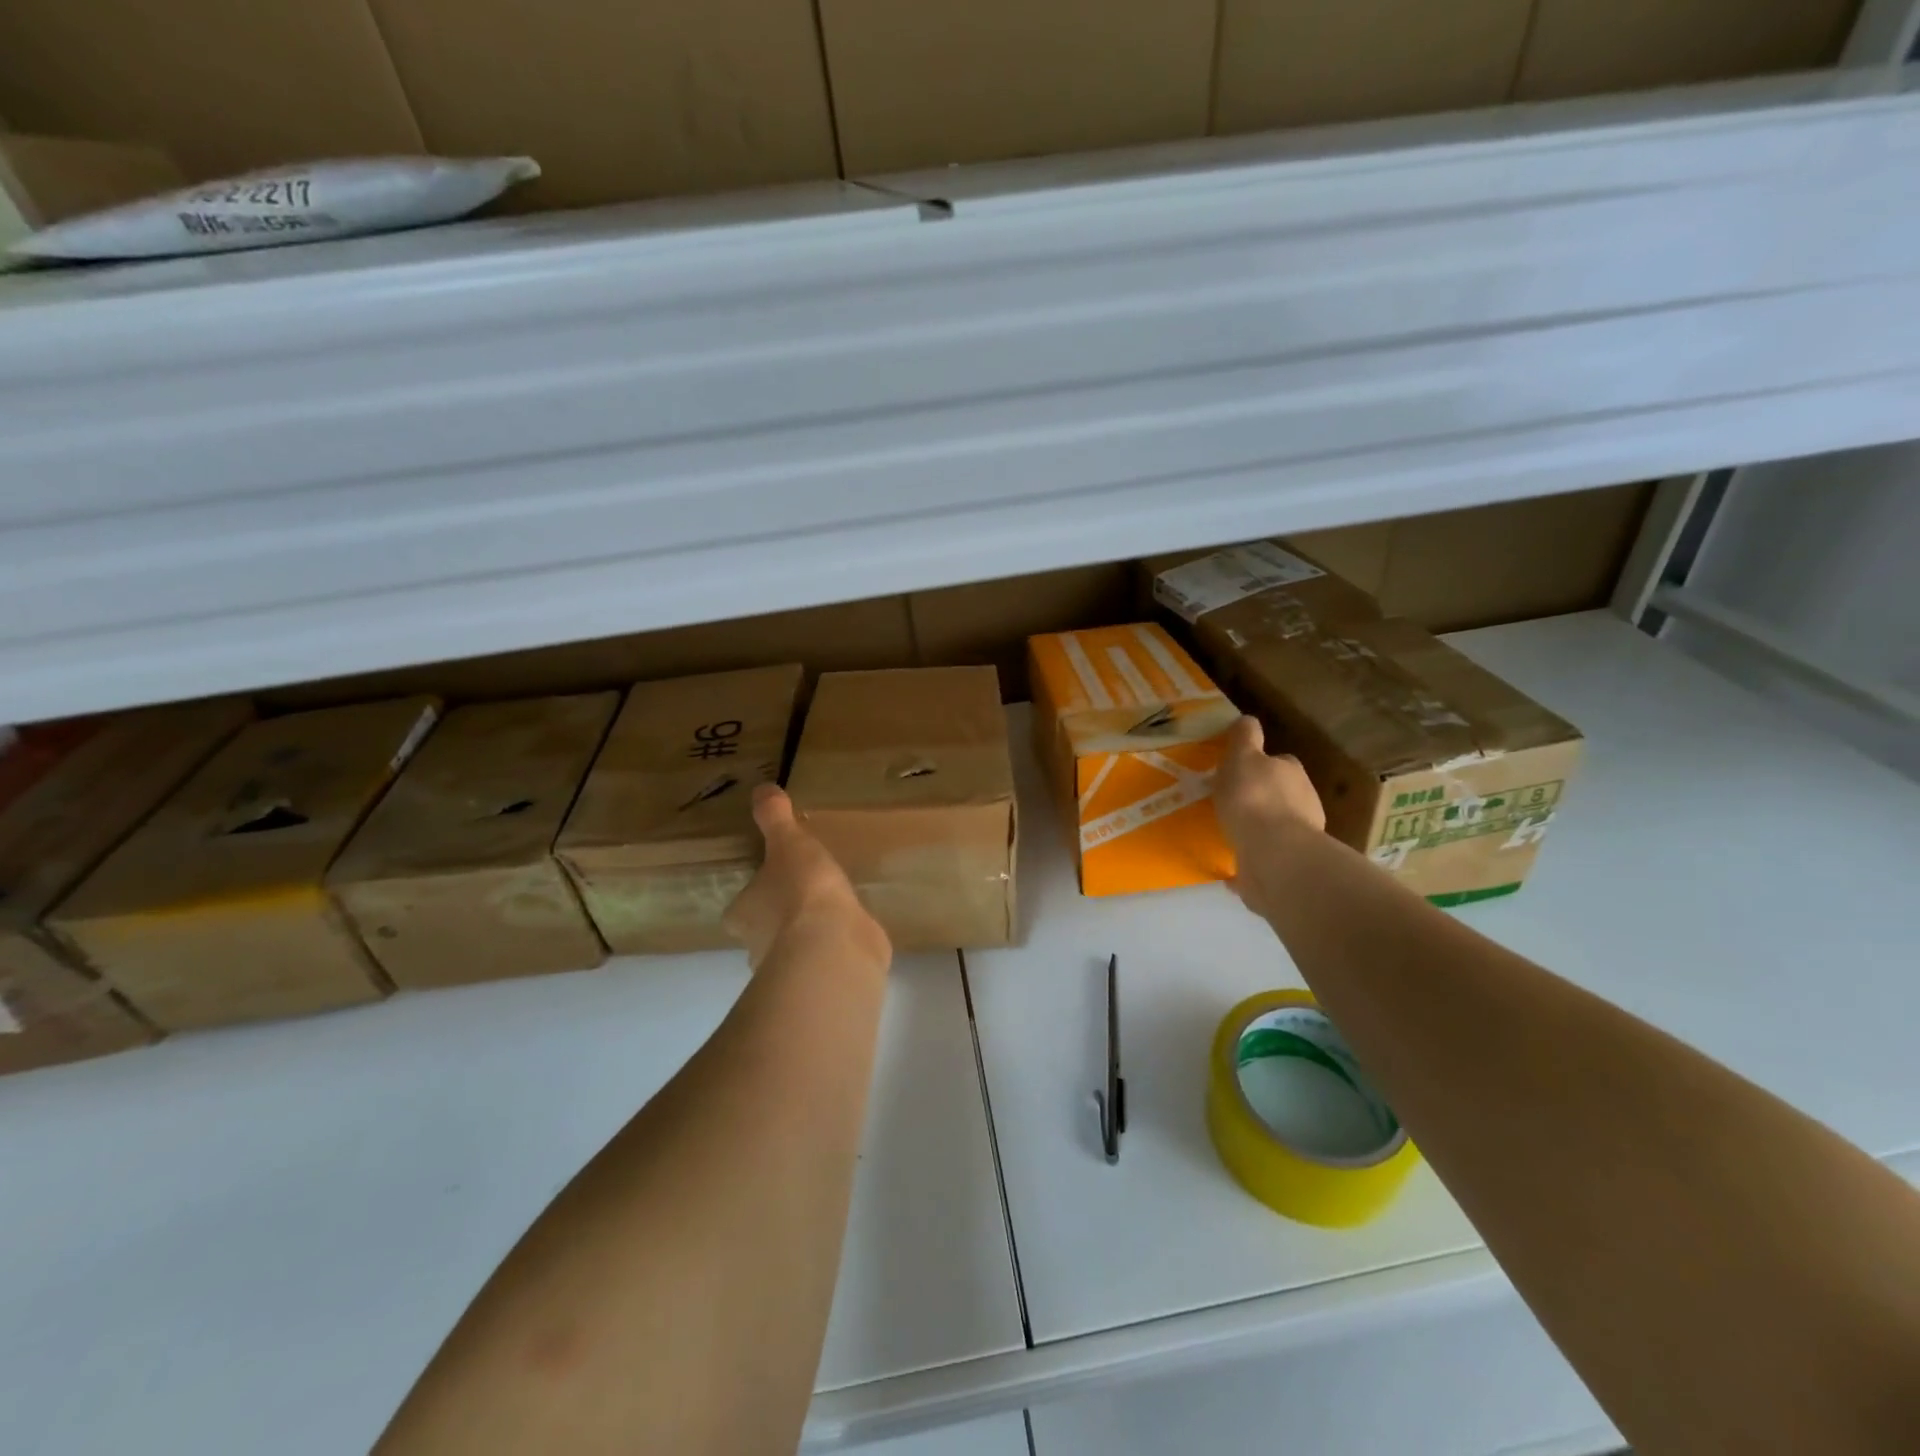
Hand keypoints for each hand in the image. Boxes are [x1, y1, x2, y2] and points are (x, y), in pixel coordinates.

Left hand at [723, 785, 890, 974]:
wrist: (833, 945)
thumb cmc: (801, 891)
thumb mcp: (789, 843)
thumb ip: (775, 818)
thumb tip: (760, 788)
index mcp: (743, 914)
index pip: (741, 907)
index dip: (755, 894)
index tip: (774, 880)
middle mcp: (757, 947)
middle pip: (763, 931)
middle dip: (781, 918)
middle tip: (806, 894)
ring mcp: (790, 969)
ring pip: (794, 949)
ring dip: (808, 935)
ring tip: (834, 911)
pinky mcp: (823, 979)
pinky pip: (826, 959)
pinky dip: (835, 947)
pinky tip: (852, 931)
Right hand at [1214, 717, 1326, 918]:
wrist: (1273, 853)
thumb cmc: (1254, 797)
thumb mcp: (1242, 756)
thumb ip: (1245, 737)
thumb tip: (1247, 719)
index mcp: (1292, 772)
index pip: (1280, 762)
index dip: (1260, 764)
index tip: (1240, 772)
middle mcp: (1304, 802)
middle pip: (1281, 794)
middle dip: (1262, 797)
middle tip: (1232, 804)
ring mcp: (1301, 836)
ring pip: (1276, 826)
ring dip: (1259, 829)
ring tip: (1231, 834)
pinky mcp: (1289, 865)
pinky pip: (1267, 859)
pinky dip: (1254, 860)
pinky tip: (1233, 867)